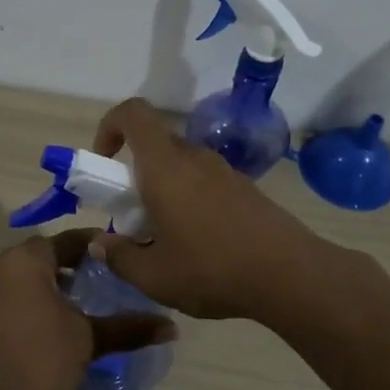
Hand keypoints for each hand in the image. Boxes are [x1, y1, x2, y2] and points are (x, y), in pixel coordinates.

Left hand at [0, 230, 175, 389]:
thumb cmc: (39, 359)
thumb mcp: (88, 340)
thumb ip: (127, 328)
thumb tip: (171, 326)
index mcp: (26, 259)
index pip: (67, 240)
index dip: (94, 247)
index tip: (116, 257)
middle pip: (40, 257)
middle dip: (69, 268)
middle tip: (98, 284)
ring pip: (19, 279)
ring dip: (45, 288)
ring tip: (73, 310)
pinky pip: (3, 299)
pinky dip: (24, 305)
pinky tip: (42, 330)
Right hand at [89, 98, 328, 320]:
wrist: (290, 276)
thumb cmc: (212, 269)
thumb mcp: (153, 276)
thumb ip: (118, 257)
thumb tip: (99, 244)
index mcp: (164, 167)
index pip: (133, 113)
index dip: (110, 125)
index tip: (103, 161)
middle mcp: (194, 158)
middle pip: (155, 143)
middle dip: (133, 169)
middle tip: (130, 212)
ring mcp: (223, 171)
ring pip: (180, 163)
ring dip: (162, 186)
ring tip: (163, 234)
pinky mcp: (245, 188)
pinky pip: (204, 180)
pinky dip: (189, 197)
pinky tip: (197, 241)